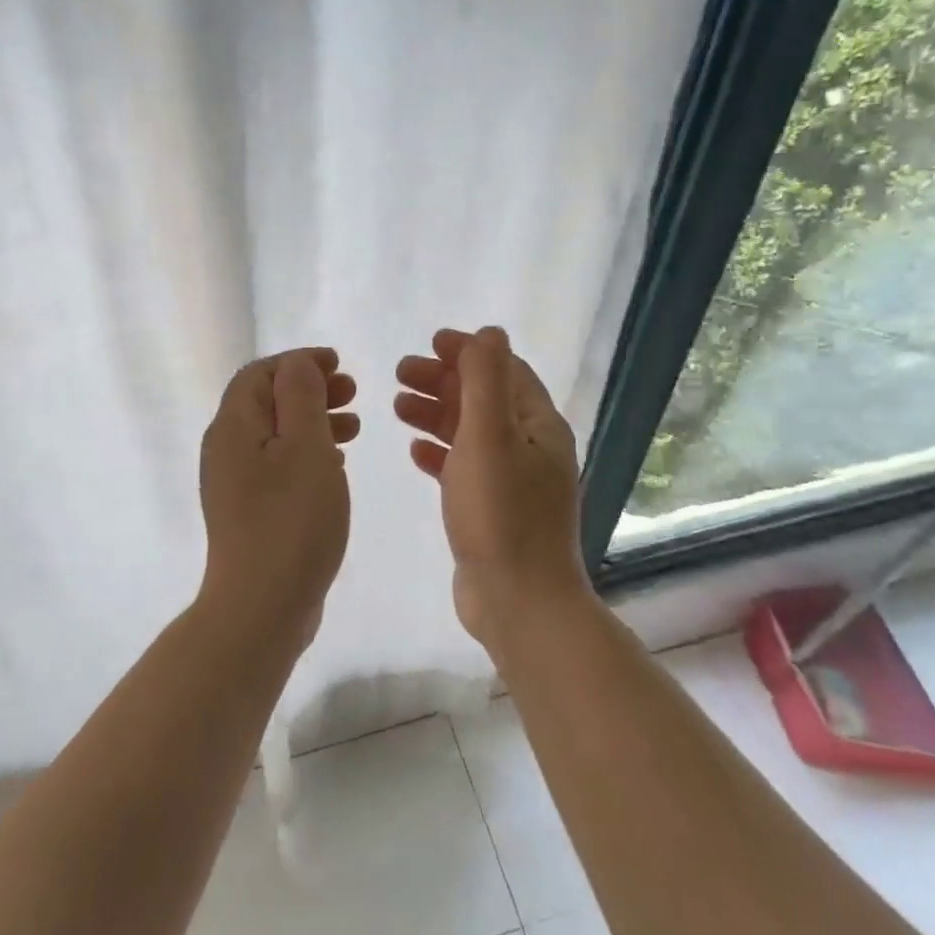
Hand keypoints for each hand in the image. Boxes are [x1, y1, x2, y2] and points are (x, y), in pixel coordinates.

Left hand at [199, 348, 359, 646]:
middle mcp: (226, 450)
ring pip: (276, 435)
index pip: (260, 374)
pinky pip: (278, 465)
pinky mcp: (250, 511)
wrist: (261, 606)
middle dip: (310, 390)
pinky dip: (307, 453)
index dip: (299, 362)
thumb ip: (301, 397)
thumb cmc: (290, 519)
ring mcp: (235, 484)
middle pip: (266, 402)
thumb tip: (297, 365)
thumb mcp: (305, 447)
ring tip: (354, 427)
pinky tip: (335, 465)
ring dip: (313, 421)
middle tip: (352, 394)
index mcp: (233, 427)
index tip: (339, 365)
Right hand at [394, 327, 590, 653]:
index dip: (469, 352)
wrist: (518, 603)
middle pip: (484, 399)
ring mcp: (512, 481)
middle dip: (444, 380)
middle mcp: (531, 448)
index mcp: (538, 425)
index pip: (505, 370)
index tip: (429, 343)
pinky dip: (439, 453)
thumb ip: (486, 380)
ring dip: (436, 413)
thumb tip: (489, 332)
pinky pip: (463, 468)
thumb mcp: (490, 436)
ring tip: (396, 405)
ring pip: (471, 433)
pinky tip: (413, 452)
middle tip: (398, 373)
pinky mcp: (492, 511)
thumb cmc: (501, 514)